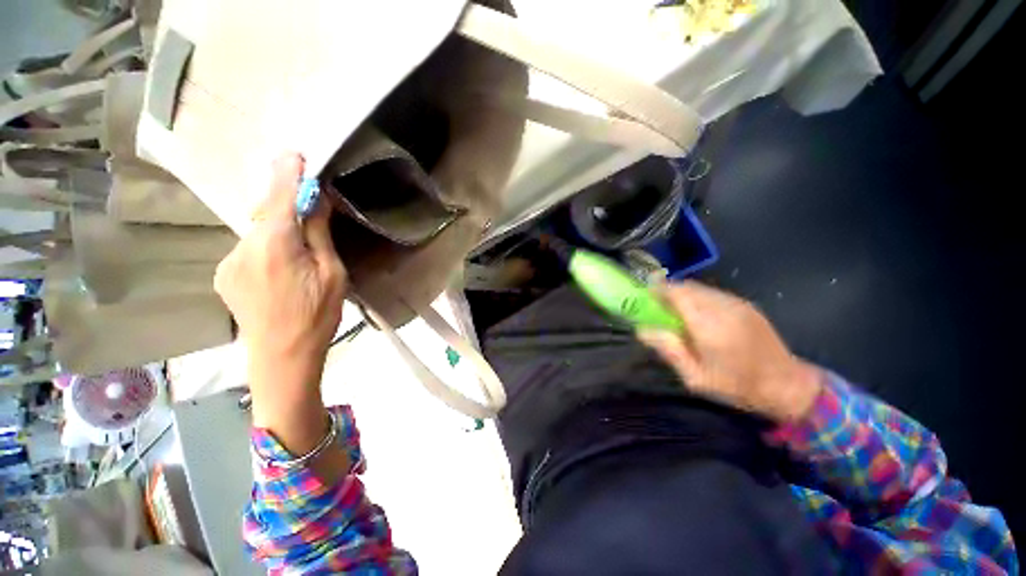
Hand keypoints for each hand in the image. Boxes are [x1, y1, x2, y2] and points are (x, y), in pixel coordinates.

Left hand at [214, 153, 346, 433]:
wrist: (282, 356)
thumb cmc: (317, 315)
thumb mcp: (332, 274)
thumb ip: (318, 234)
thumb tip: (317, 201)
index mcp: (275, 245)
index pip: (279, 197)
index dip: (287, 174)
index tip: (294, 154)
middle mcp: (243, 247)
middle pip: (264, 213)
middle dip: (284, 205)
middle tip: (309, 209)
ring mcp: (228, 262)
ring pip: (256, 232)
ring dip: (276, 230)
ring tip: (297, 252)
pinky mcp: (224, 275)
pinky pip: (248, 249)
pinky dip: (265, 247)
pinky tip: (280, 270)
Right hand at [637, 281, 821, 422]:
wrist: (788, 385)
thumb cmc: (737, 386)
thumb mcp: (695, 378)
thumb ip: (669, 350)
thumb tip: (642, 330)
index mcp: (709, 326)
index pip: (678, 294)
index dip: (658, 289)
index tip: (644, 293)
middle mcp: (723, 308)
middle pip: (687, 287)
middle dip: (668, 290)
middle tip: (656, 304)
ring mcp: (737, 304)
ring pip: (700, 288)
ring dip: (683, 293)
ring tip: (675, 310)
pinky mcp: (746, 305)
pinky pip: (713, 293)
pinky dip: (698, 297)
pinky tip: (697, 314)